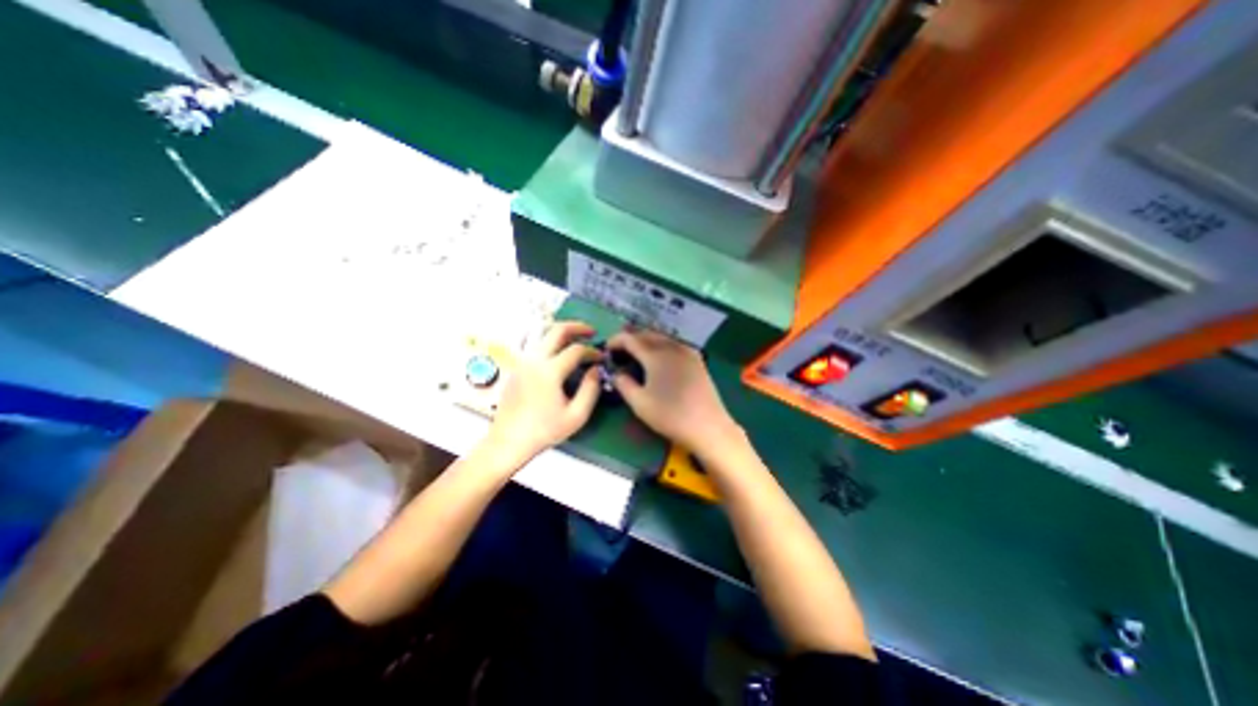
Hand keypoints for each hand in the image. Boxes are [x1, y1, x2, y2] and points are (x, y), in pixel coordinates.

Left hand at [483, 320, 600, 466]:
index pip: (576, 350)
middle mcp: (534, 359)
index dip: (592, 351)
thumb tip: (596, 369)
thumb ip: (590, 390)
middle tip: (591, 331)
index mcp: (550, 371)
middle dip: (576, 327)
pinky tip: (553, 349)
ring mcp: (521, 361)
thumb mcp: (576, 416)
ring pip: (540, 332)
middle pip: (556, 330)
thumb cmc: (544, 431)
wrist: (508, 441)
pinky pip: (531, 342)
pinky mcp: (515, 367)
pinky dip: (546, 338)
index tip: (601, 359)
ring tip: (572, 336)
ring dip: (558, 330)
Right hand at [607, 329, 738, 458]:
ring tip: (637, 350)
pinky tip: (660, 354)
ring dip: (647, 339)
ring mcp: (687, 351)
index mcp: (655, 355)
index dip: (616, 340)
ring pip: (662, 337)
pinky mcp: (697, 359)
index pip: (630, 339)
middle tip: (620, 349)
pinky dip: (662, 343)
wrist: (707, 425)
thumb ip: (623, 384)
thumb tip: (615, 372)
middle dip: (631, 337)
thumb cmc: (670, 415)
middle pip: (647, 333)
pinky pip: (675, 343)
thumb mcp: (639, 403)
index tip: (607, 348)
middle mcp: (671, 347)